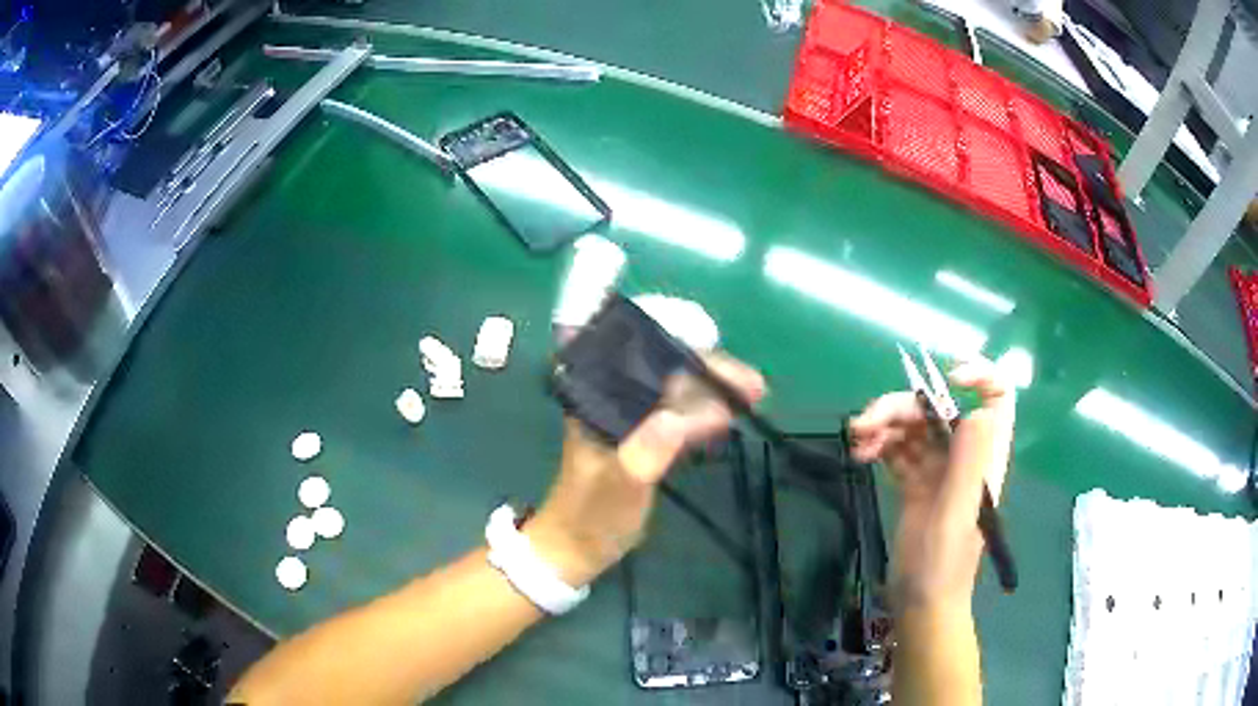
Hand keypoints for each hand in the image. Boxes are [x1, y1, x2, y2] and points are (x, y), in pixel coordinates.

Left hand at [526, 354, 764, 586]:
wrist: (578, 546)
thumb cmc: (592, 515)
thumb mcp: (618, 486)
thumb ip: (643, 454)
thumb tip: (678, 420)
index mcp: (597, 397)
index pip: (647, 362)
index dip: (691, 361)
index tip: (730, 373)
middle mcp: (613, 397)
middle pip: (667, 370)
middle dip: (712, 372)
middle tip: (756, 385)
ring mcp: (628, 416)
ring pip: (677, 390)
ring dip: (714, 389)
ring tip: (755, 394)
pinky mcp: (642, 435)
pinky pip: (678, 412)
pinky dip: (704, 411)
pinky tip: (730, 414)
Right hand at [848, 356, 1014, 606]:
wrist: (920, 603)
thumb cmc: (943, 564)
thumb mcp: (957, 514)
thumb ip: (969, 463)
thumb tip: (976, 409)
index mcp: (984, 456)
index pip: (998, 398)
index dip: (980, 376)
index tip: (945, 378)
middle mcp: (963, 455)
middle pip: (938, 408)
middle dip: (903, 406)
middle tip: (865, 422)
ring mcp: (938, 469)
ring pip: (914, 426)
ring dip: (884, 424)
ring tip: (857, 440)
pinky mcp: (914, 483)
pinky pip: (898, 449)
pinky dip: (879, 444)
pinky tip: (861, 454)